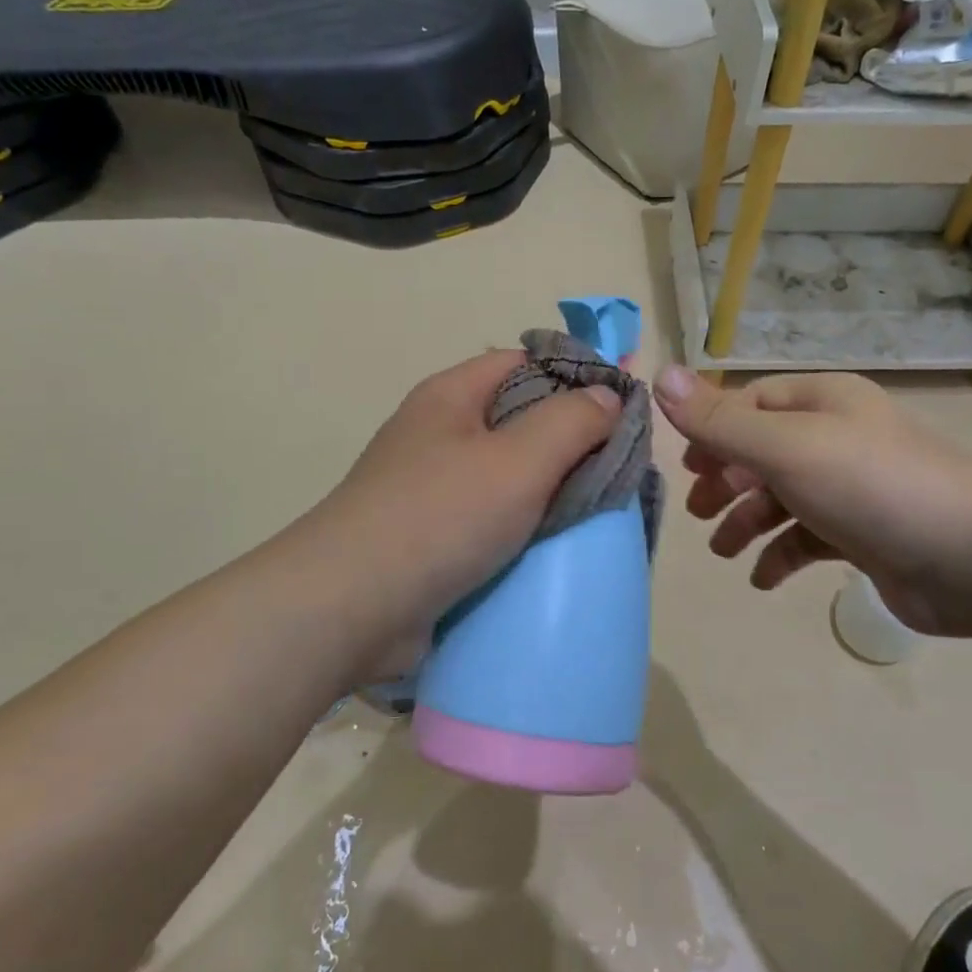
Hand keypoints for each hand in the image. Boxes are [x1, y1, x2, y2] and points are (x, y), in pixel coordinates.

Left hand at [303, 350, 622, 652]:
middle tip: (621, 468)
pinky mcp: (432, 538)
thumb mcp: (518, 460)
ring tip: (600, 509)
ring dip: (550, 490)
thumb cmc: (439, 518)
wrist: (350, 608)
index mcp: (451, 397)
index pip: (523, 362)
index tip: (621, 409)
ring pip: (508, 475)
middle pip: (518, 419)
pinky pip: (491, 519)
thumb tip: (607, 396)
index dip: (574, 376)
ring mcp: (431, 488)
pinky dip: (524, 527)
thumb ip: (571, 422)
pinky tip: (557, 546)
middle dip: (570, 440)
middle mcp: (438, 434)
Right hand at [653, 366, 971, 636]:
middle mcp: (837, 436)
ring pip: (782, 498)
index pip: (751, 403)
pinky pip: (809, 538)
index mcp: (822, 402)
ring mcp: (853, 487)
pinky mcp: (864, 534)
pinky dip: (782, 555)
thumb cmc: (871, 487)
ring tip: (724, 552)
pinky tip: (764, 579)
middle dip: (726, 481)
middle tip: (697, 513)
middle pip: (762, 451)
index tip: (685, 467)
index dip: (712, 431)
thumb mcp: (785, 448)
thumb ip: (719, 420)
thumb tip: (659, 374)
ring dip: (747, 522)